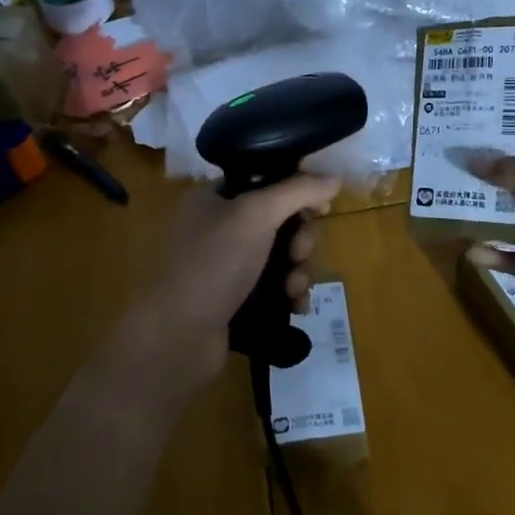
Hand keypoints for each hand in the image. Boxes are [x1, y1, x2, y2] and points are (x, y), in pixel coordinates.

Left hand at [112, 174, 339, 398]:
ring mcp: (226, 266)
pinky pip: (275, 287)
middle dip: (300, 239)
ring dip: (298, 270)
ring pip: (281, 257)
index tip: (321, 208)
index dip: (297, 192)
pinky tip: (295, 306)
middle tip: (299, 253)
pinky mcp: (236, 299)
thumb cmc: (215, 263)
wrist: (180, 336)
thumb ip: (298, 191)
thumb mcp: (256, 214)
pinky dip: (289, 293)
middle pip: (280, 221)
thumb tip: (334, 179)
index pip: (266, 181)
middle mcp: (218, 227)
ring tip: (294, 288)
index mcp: (214, 197)